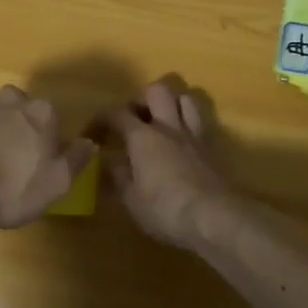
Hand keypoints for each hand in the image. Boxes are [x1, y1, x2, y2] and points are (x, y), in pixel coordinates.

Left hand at [0, 86, 96, 231]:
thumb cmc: (9, 188)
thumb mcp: (54, 184)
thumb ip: (75, 159)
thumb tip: (89, 142)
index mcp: (42, 113)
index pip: (52, 118)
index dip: (47, 139)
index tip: (39, 161)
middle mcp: (13, 98)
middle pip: (22, 109)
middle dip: (20, 127)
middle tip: (12, 159)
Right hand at [107, 76, 233, 249]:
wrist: (214, 218)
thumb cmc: (165, 210)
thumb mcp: (130, 199)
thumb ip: (118, 175)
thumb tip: (109, 160)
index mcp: (143, 137)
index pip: (116, 113)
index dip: (101, 118)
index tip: (92, 133)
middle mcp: (169, 126)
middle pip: (157, 90)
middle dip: (142, 98)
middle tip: (133, 119)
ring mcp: (194, 134)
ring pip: (186, 97)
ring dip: (172, 102)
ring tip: (161, 119)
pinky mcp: (213, 148)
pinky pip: (201, 121)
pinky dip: (190, 122)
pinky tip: (183, 139)